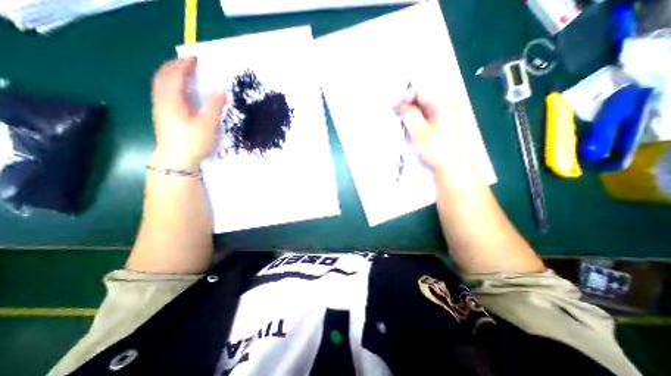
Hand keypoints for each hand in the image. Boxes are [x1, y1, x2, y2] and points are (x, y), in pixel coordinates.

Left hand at [150, 55, 227, 168]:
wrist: (176, 159)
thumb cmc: (192, 142)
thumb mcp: (207, 125)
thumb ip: (213, 107)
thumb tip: (221, 91)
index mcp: (172, 100)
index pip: (174, 75)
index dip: (184, 65)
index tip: (196, 59)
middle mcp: (162, 100)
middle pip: (163, 76)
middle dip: (175, 66)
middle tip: (189, 63)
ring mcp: (160, 108)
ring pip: (161, 83)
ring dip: (171, 74)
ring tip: (185, 73)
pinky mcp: (163, 115)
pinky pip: (163, 91)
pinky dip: (171, 83)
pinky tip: (181, 90)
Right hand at [394, 88, 478, 179]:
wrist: (452, 167)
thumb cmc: (437, 149)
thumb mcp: (420, 132)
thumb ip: (410, 115)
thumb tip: (401, 105)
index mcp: (444, 103)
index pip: (421, 90)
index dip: (405, 96)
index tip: (394, 107)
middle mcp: (447, 104)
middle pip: (423, 96)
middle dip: (407, 103)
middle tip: (396, 113)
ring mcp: (447, 114)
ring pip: (424, 106)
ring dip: (411, 111)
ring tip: (402, 120)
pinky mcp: (444, 123)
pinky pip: (428, 114)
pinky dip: (417, 117)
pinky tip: (411, 125)